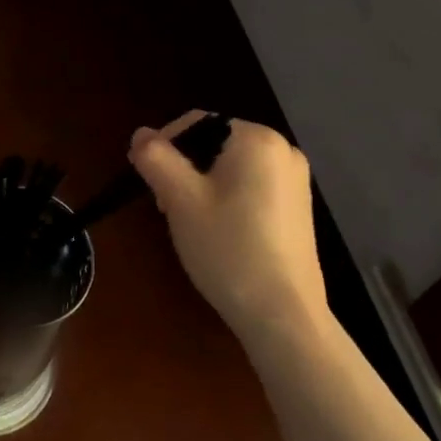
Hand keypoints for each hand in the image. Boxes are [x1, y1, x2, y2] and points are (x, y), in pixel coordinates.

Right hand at [128, 112, 324, 339]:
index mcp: (258, 139)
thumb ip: (156, 157)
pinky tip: (219, 234)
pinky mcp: (299, 210)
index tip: (149, 182)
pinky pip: (251, 188)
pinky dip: (228, 200)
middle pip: (214, 144)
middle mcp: (283, 150)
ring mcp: (296, 182)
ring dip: (203, 186)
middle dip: (185, 170)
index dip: (165, 147)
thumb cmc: (228, 248)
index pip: (197, 123)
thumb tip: (141, 134)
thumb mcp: (180, 199)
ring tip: (190, 223)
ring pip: (231, 168)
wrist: (284, 317)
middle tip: (167, 207)